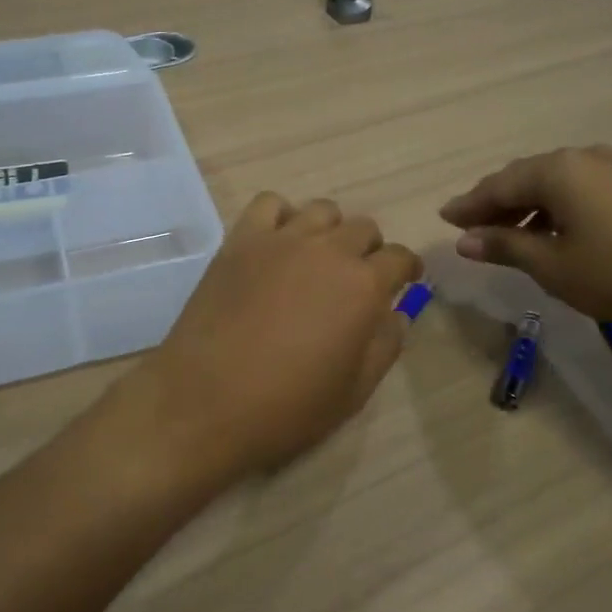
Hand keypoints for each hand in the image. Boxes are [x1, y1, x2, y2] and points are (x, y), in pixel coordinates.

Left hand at [124, 193, 421, 485]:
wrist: (206, 401)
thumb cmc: (287, 406)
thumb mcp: (354, 391)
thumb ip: (385, 346)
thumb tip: (395, 315)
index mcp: (363, 286)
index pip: (400, 258)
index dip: (406, 270)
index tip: (403, 282)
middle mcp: (328, 250)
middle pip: (363, 229)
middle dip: (369, 251)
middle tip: (356, 279)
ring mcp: (282, 240)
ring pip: (322, 211)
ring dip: (330, 231)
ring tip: (317, 259)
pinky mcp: (241, 240)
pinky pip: (269, 204)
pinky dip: (281, 216)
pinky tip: (277, 245)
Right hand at [439, 145, 611, 337]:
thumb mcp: (552, 266)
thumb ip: (504, 246)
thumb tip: (464, 240)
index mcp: (558, 170)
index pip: (499, 185)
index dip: (469, 205)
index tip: (444, 218)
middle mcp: (582, 157)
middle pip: (524, 177)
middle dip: (494, 203)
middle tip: (468, 227)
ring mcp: (611, 168)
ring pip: (551, 183)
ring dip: (524, 207)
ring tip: (504, 235)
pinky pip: (576, 189)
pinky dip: (553, 208)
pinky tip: (548, 232)